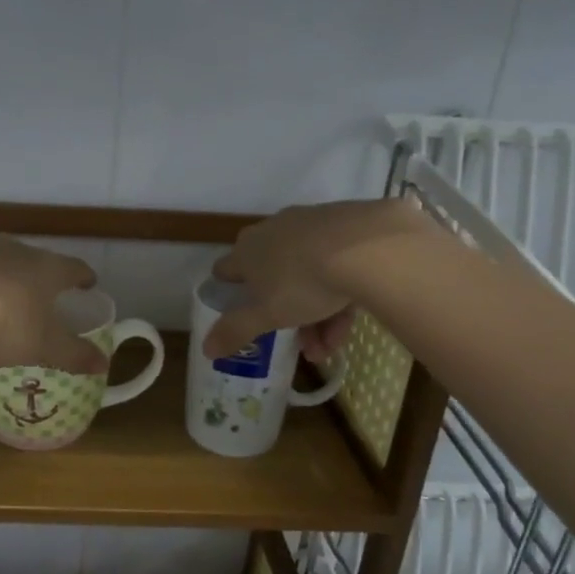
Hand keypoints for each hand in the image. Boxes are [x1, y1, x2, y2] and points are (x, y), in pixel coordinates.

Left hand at [0, 236, 106, 372]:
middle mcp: (19, 250)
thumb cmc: (9, 325)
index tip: (88, 283)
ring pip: (3, 259)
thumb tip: (104, 363)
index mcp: (49, 268)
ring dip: (8, 275)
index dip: (83, 277)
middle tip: (45, 293)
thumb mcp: (46, 347)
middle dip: (43, 275)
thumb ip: (76, 355)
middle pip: (38, 259)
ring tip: (6, 295)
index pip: (74, 267)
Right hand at [202, 197, 433, 360]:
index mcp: (248, 250)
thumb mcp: (267, 315)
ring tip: (331, 346)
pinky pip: (336, 263)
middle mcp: (273, 231)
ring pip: (308, 273)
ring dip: (316, 314)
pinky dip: (340, 292)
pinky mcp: (346, 224)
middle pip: (272, 277)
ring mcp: (311, 224)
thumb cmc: (304, 282)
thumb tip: (206, 349)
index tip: (242, 311)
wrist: (368, 247)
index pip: (227, 269)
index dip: (231, 291)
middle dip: (285, 313)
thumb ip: (235, 331)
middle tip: (300, 343)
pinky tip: (353, 319)